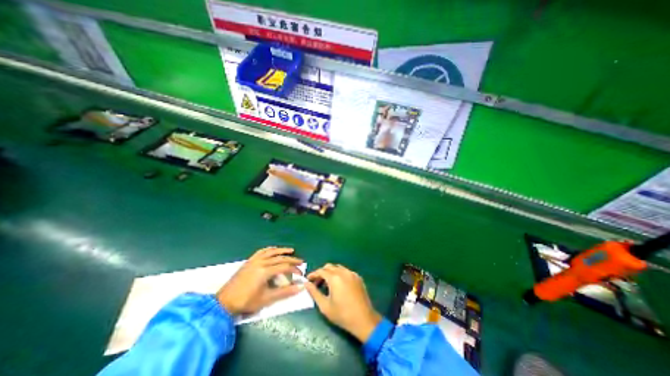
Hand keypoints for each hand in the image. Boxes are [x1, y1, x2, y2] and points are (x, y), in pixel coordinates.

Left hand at [218, 248, 303, 315]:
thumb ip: (285, 292)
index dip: (294, 269)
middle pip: (280, 258)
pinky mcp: (249, 261)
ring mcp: (254, 260)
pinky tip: (274, 250)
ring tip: (291, 251)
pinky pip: (262, 251)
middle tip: (301, 262)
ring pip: (272, 252)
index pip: (285, 267)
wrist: (224, 302)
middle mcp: (261, 262)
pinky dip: (270, 249)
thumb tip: (300, 287)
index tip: (301, 273)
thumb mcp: (267, 299)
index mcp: (265, 271)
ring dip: (282, 251)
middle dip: (292, 260)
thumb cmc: (246, 302)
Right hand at [305, 264, 378, 340]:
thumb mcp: (324, 306)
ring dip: (330, 272)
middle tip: (317, 283)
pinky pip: (346, 271)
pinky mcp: (358, 277)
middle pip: (329, 266)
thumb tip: (306, 283)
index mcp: (334, 278)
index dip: (313, 274)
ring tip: (327, 284)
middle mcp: (343, 272)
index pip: (321, 271)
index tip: (308, 280)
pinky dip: (339, 274)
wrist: (364, 319)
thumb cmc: (342, 314)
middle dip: (321, 272)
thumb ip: (314, 293)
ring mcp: (352, 273)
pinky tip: (339, 285)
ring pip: (338, 267)